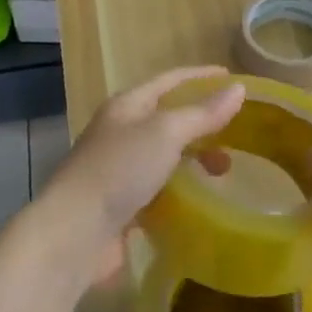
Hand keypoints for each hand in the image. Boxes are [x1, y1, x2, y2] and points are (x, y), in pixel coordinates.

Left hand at [34, 66, 243, 286]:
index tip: (233, 78)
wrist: (73, 235)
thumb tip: (239, 89)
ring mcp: (119, 169)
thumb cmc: (119, 170)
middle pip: (169, 118)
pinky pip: (159, 187)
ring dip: (195, 158)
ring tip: (222, 172)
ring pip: (166, 154)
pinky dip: (181, 188)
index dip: (201, 76)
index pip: (170, 80)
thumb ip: (203, 113)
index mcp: (127, 106)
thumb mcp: (166, 133)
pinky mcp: (120, 205)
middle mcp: (121, 132)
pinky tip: (199, 198)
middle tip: (235, 134)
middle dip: (203, 123)